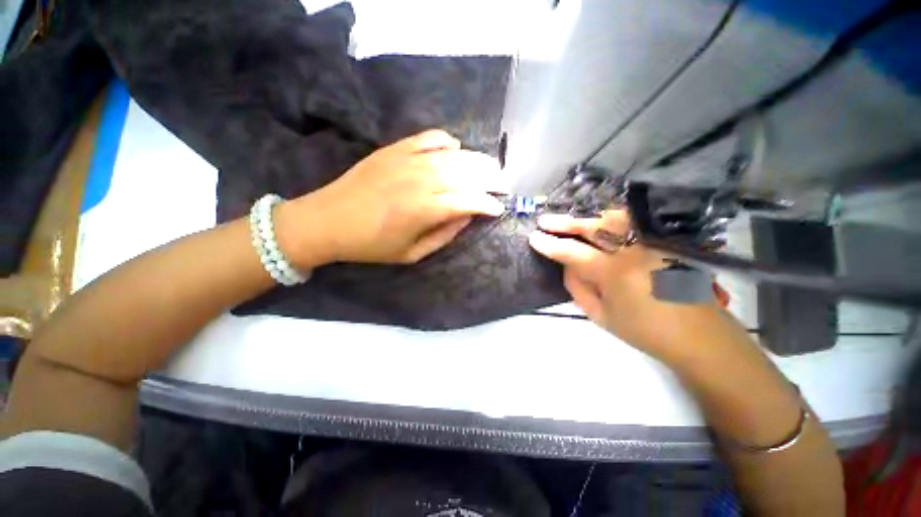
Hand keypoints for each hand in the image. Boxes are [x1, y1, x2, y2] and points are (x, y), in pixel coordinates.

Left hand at [277, 130, 505, 266]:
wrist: (327, 220)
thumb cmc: (371, 245)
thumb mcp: (411, 253)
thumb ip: (444, 235)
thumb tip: (468, 216)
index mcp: (425, 209)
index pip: (469, 201)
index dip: (488, 204)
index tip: (499, 209)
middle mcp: (421, 179)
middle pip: (467, 173)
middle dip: (491, 179)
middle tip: (503, 185)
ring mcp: (407, 160)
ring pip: (454, 155)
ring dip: (477, 160)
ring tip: (491, 167)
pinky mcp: (394, 149)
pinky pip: (429, 138)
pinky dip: (447, 141)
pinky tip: (455, 149)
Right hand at [529, 210, 729, 362]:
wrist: (699, 336)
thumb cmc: (645, 332)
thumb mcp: (601, 317)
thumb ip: (578, 287)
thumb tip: (567, 265)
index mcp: (615, 274)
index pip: (573, 252)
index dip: (551, 244)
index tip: (534, 237)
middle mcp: (635, 251)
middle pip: (594, 226)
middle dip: (565, 222)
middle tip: (545, 220)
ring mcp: (653, 242)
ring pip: (614, 218)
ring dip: (587, 217)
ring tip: (570, 219)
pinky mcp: (666, 241)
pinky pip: (633, 223)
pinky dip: (611, 219)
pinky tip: (600, 222)